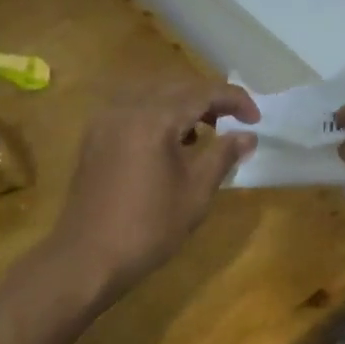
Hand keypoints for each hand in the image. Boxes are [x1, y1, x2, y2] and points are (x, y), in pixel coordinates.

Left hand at [50, 83, 258, 296]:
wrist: (88, 257)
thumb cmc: (149, 227)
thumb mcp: (196, 192)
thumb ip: (223, 156)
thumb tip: (248, 136)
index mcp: (154, 119)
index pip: (202, 92)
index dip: (234, 100)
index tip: (256, 119)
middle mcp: (126, 109)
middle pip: (176, 87)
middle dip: (209, 99)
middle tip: (234, 122)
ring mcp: (105, 121)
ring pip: (152, 95)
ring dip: (182, 105)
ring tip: (204, 133)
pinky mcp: (94, 137)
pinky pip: (132, 110)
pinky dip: (157, 115)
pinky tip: (169, 143)